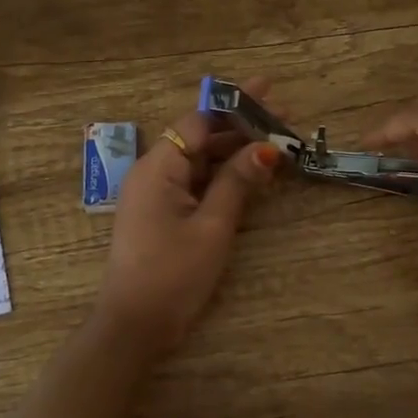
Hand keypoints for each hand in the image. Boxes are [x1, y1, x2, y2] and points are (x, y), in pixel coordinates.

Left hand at [95, 79, 282, 352]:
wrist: (134, 326)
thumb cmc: (173, 275)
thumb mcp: (212, 227)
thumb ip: (238, 183)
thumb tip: (268, 148)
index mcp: (159, 167)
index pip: (199, 120)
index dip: (236, 105)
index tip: (269, 91)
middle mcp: (153, 172)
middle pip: (199, 136)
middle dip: (240, 126)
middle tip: (284, 117)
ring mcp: (155, 193)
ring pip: (198, 159)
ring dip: (234, 151)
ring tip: (275, 142)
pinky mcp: (161, 213)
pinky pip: (194, 181)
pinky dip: (221, 175)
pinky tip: (250, 172)